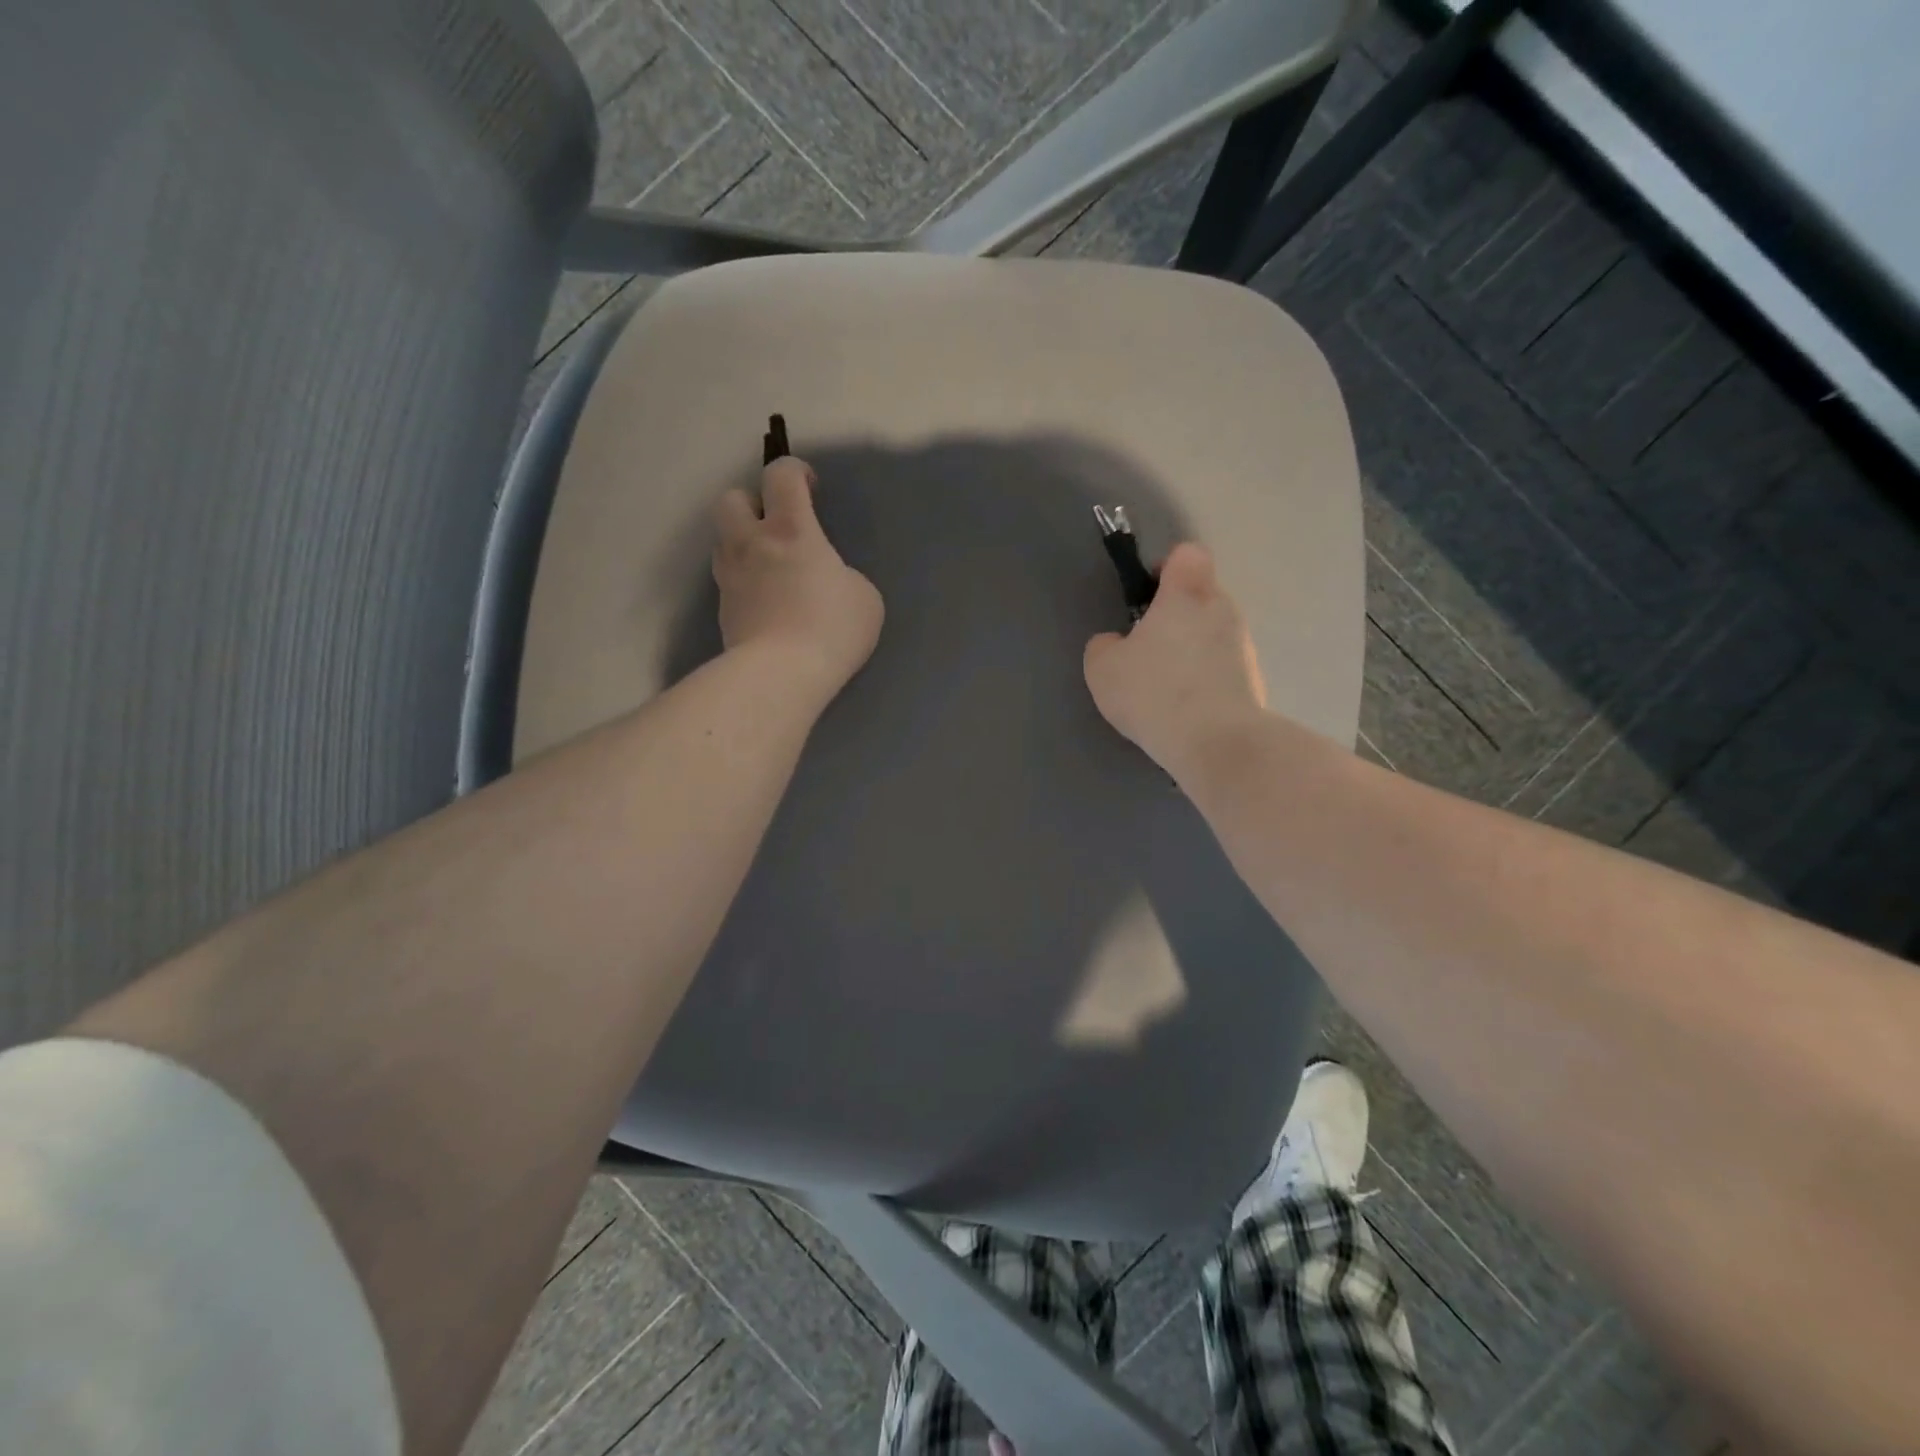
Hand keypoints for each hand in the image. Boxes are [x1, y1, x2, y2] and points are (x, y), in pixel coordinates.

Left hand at [713, 456, 883, 701]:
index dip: (795, 470)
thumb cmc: (831, 628)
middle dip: (752, 504)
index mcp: (791, 530)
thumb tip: (825, 579)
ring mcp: (731, 578)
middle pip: (731, 499)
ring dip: (744, 544)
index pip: (780, 475)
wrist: (782, 675)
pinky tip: (767, 605)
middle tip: (778, 528)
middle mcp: (752, 544)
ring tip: (771, 568)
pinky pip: (729, 581)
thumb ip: (842, 575)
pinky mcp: (723, 611)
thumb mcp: (863, 596)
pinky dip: (745, 583)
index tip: (810, 488)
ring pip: (723, 541)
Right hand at [1083, 542, 1266, 778]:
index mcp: (1186, 595)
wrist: (1216, 743)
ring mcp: (1245, 647)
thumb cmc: (1154, 692)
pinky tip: (1187, 713)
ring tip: (1167, 689)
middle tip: (1149, 649)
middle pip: (1203, 596)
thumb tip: (1116, 643)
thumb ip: (1105, 645)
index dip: (1167, 568)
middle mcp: (1223, 611)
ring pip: (1215, 634)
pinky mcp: (1256, 682)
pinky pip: (1225, 669)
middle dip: (1178, 616)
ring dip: (1194, 651)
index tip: (1148, 595)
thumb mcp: (1103, 668)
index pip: (1188, 555)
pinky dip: (1208, 682)